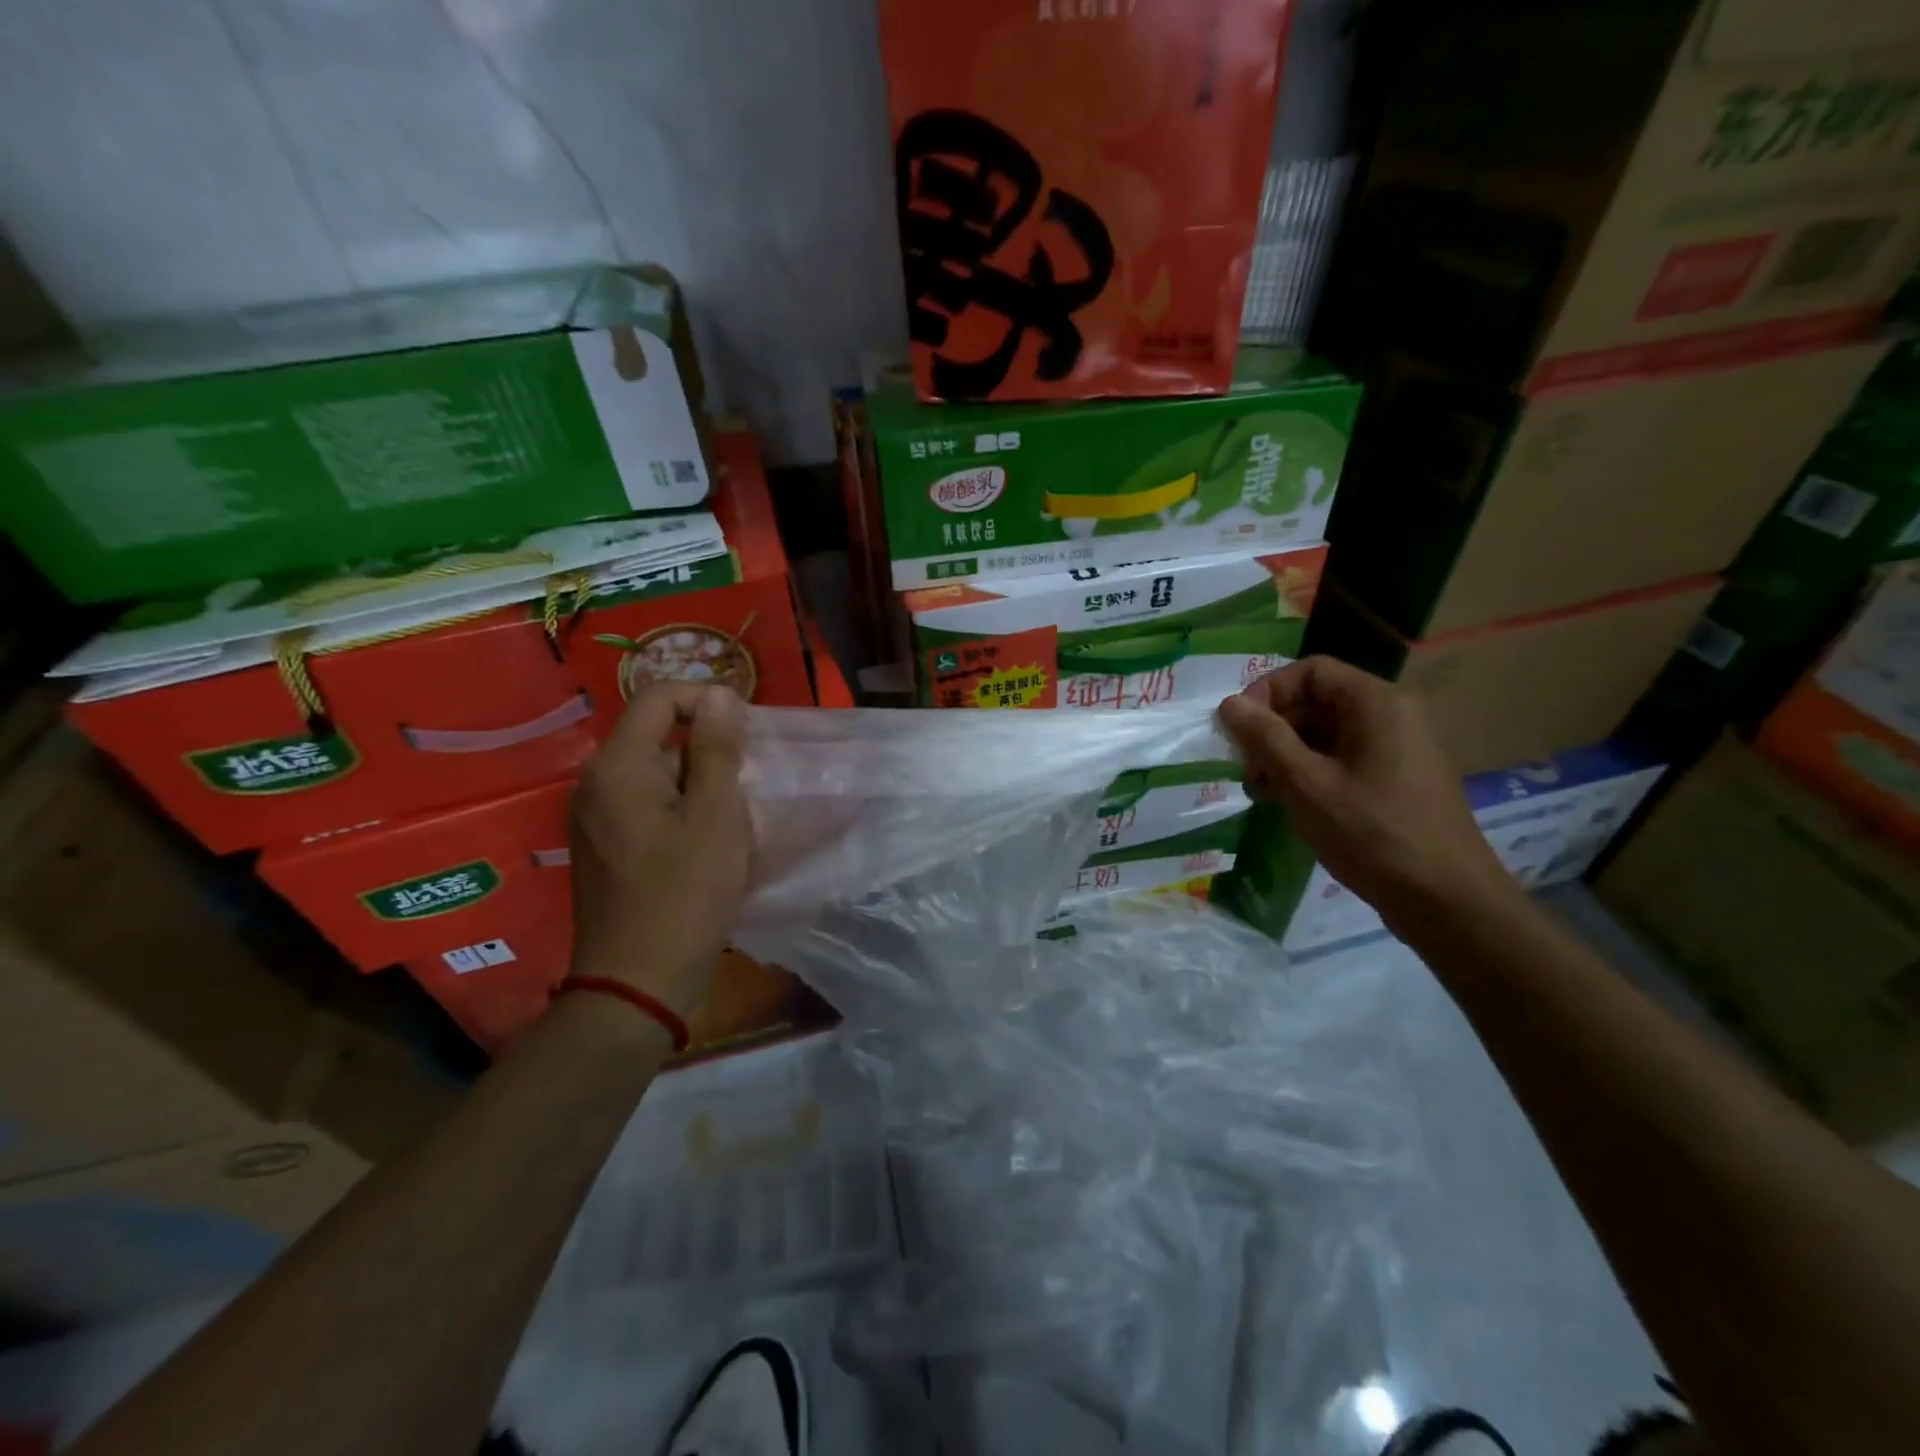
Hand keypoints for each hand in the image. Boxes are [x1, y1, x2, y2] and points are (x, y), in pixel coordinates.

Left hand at [568, 683, 750, 1016]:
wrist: (637, 982)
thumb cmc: (685, 894)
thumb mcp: (716, 815)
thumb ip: (717, 749)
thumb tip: (718, 694)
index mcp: (618, 767)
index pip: (658, 698)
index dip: (705, 700)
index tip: (746, 733)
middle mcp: (595, 783)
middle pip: (655, 734)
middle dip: (706, 746)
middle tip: (747, 782)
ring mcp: (594, 818)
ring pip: (653, 772)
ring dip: (697, 780)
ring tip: (733, 816)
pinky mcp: (603, 846)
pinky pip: (644, 804)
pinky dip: (680, 806)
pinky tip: (707, 841)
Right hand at [1217, 657, 1518, 928]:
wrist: (1446, 901)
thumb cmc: (1372, 834)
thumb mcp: (1306, 783)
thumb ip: (1265, 738)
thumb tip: (1228, 703)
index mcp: (1376, 703)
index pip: (1310, 671)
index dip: (1266, 693)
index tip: (1238, 730)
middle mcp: (1391, 715)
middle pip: (1316, 701)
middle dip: (1272, 730)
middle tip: (1246, 769)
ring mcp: (1396, 749)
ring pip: (1325, 734)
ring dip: (1285, 755)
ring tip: (1261, 791)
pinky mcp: (1395, 780)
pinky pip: (1342, 759)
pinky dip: (1309, 773)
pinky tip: (1287, 803)